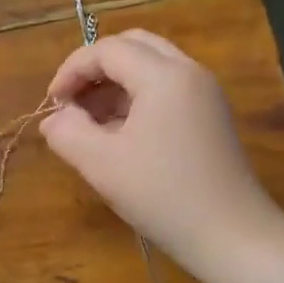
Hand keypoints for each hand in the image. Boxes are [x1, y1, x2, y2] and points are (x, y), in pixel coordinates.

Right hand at [39, 30, 276, 274]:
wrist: (231, 235)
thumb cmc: (162, 195)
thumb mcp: (102, 164)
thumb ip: (68, 132)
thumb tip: (53, 119)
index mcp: (164, 76)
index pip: (108, 49)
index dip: (71, 70)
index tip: (51, 105)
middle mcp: (189, 73)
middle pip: (133, 47)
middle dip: (95, 69)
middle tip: (71, 103)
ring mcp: (205, 94)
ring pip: (151, 67)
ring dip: (115, 85)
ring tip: (89, 123)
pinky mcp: (211, 117)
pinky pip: (167, 90)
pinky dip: (136, 99)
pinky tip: (118, 135)